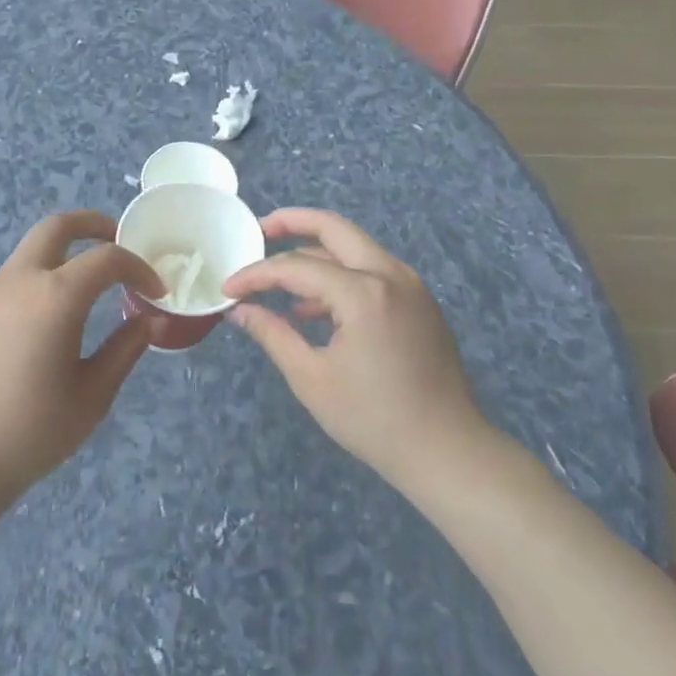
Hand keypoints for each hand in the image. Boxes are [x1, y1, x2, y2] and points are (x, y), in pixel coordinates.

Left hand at [0, 210, 164, 516]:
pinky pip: (5, 287)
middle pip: (57, 226)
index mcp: (55, 297)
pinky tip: (34, 335)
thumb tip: (149, 322)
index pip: (107, 259)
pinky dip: (32, 290)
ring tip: (80, 301)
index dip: (138, 268)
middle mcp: (17, 281)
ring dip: (59, 262)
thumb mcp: (92, 395)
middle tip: (116, 241)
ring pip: (28, 256)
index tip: (155, 292)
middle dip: (92, 225)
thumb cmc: (32, 432)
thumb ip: (124, 350)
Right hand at [222, 209, 489, 492]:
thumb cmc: (373, 419)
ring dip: (316, 255)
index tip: (228, 289)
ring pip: (355, 250)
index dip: (256, 274)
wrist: (447, 451)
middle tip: (259, 231)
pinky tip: (313, 309)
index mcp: (363, 292)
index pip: (296, 266)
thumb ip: (272, 334)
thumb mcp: (311, 378)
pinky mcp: (420, 303)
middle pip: (334, 229)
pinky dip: (340, 278)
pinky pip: (372, 273)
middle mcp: (390, 275)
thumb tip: (239, 310)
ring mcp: (411, 287)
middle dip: (293, 223)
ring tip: (280, 282)